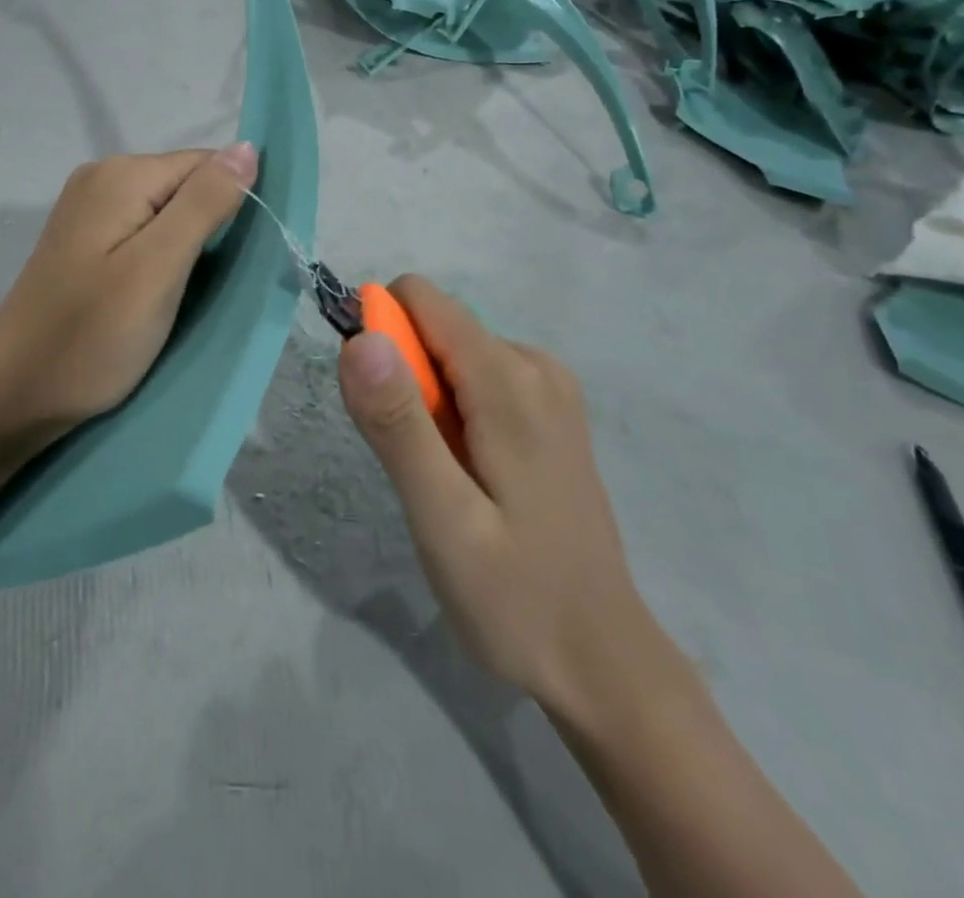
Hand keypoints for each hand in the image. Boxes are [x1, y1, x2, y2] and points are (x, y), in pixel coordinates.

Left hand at [0, 144, 258, 434]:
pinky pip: (142, 231)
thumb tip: (248, 146)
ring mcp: (88, 209)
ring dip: (188, 246)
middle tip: (211, 284)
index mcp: (122, 175)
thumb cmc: (92, 335)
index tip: (240, 258)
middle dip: (210, 227)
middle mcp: (102, 178)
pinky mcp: (84, 241)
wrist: (16, 394)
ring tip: (187, 293)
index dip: (233, 204)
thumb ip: (204, 203)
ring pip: (166, 212)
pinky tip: (159, 291)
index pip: (206, 164)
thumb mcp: (159, 268)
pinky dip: (162, 257)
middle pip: (185, 185)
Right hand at [337, 276, 659, 721]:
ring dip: (426, 403)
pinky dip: (453, 414)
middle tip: (417, 466)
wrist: (603, 664)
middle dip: (403, 381)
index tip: (372, 406)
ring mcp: (549, 388)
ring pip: (452, 354)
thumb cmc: (516, 599)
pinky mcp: (549, 411)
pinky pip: (477, 378)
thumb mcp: (442, 519)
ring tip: (446, 480)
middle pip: (435, 327)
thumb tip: (360, 337)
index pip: (420, 299)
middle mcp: (534, 365)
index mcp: (509, 380)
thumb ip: (397, 423)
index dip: (379, 335)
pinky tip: (470, 477)